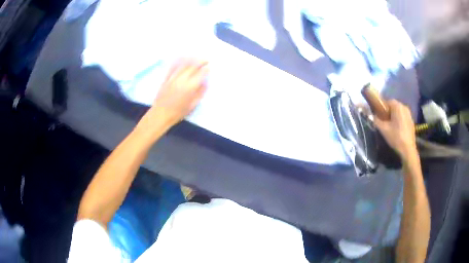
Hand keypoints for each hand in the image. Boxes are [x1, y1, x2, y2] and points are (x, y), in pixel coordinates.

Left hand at [135, 59, 207, 140]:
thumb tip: (205, 83)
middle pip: (192, 66)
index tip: (209, 67)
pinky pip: (173, 67)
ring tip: (196, 57)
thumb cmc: (178, 112)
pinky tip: (182, 58)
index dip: (206, 69)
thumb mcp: (192, 105)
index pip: (200, 74)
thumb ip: (200, 93)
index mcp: (190, 87)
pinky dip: (179, 61)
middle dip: (200, 61)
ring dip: (191, 59)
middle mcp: (182, 80)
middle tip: (206, 59)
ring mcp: (173, 78)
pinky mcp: (166, 78)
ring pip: (183, 64)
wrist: (161, 114)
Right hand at [373, 100, 416, 158]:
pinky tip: (397, 130)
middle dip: (388, 112)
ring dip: (394, 116)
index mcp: (397, 106)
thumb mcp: (383, 129)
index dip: (381, 108)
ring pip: (399, 112)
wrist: (408, 150)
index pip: (387, 101)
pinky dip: (399, 121)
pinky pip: (403, 117)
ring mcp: (409, 114)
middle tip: (384, 122)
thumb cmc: (396, 137)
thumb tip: (369, 115)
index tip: (379, 116)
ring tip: (390, 127)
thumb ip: (375, 120)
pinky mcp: (411, 121)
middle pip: (393, 106)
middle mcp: (404, 107)